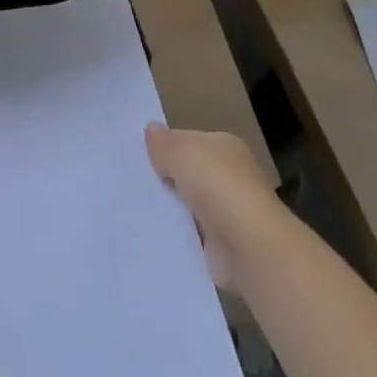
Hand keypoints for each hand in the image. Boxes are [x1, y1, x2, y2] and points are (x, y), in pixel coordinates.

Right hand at [145, 125, 282, 291]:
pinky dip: (173, 231)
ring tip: (129, 203)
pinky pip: (188, 231)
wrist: (248, 247)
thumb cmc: (217, 186)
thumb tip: (151, 129)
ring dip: (166, 205)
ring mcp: (226, 211)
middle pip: (187, 172)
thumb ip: (164, 143)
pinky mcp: (220, 243)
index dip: (165, 146)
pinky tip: (149, 229)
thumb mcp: (182, 152)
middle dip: (163, 176)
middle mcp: (230, 176)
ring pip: (186, 202)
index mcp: (226, 147)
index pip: (189, 140)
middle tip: (128, 178)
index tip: (136, 154)